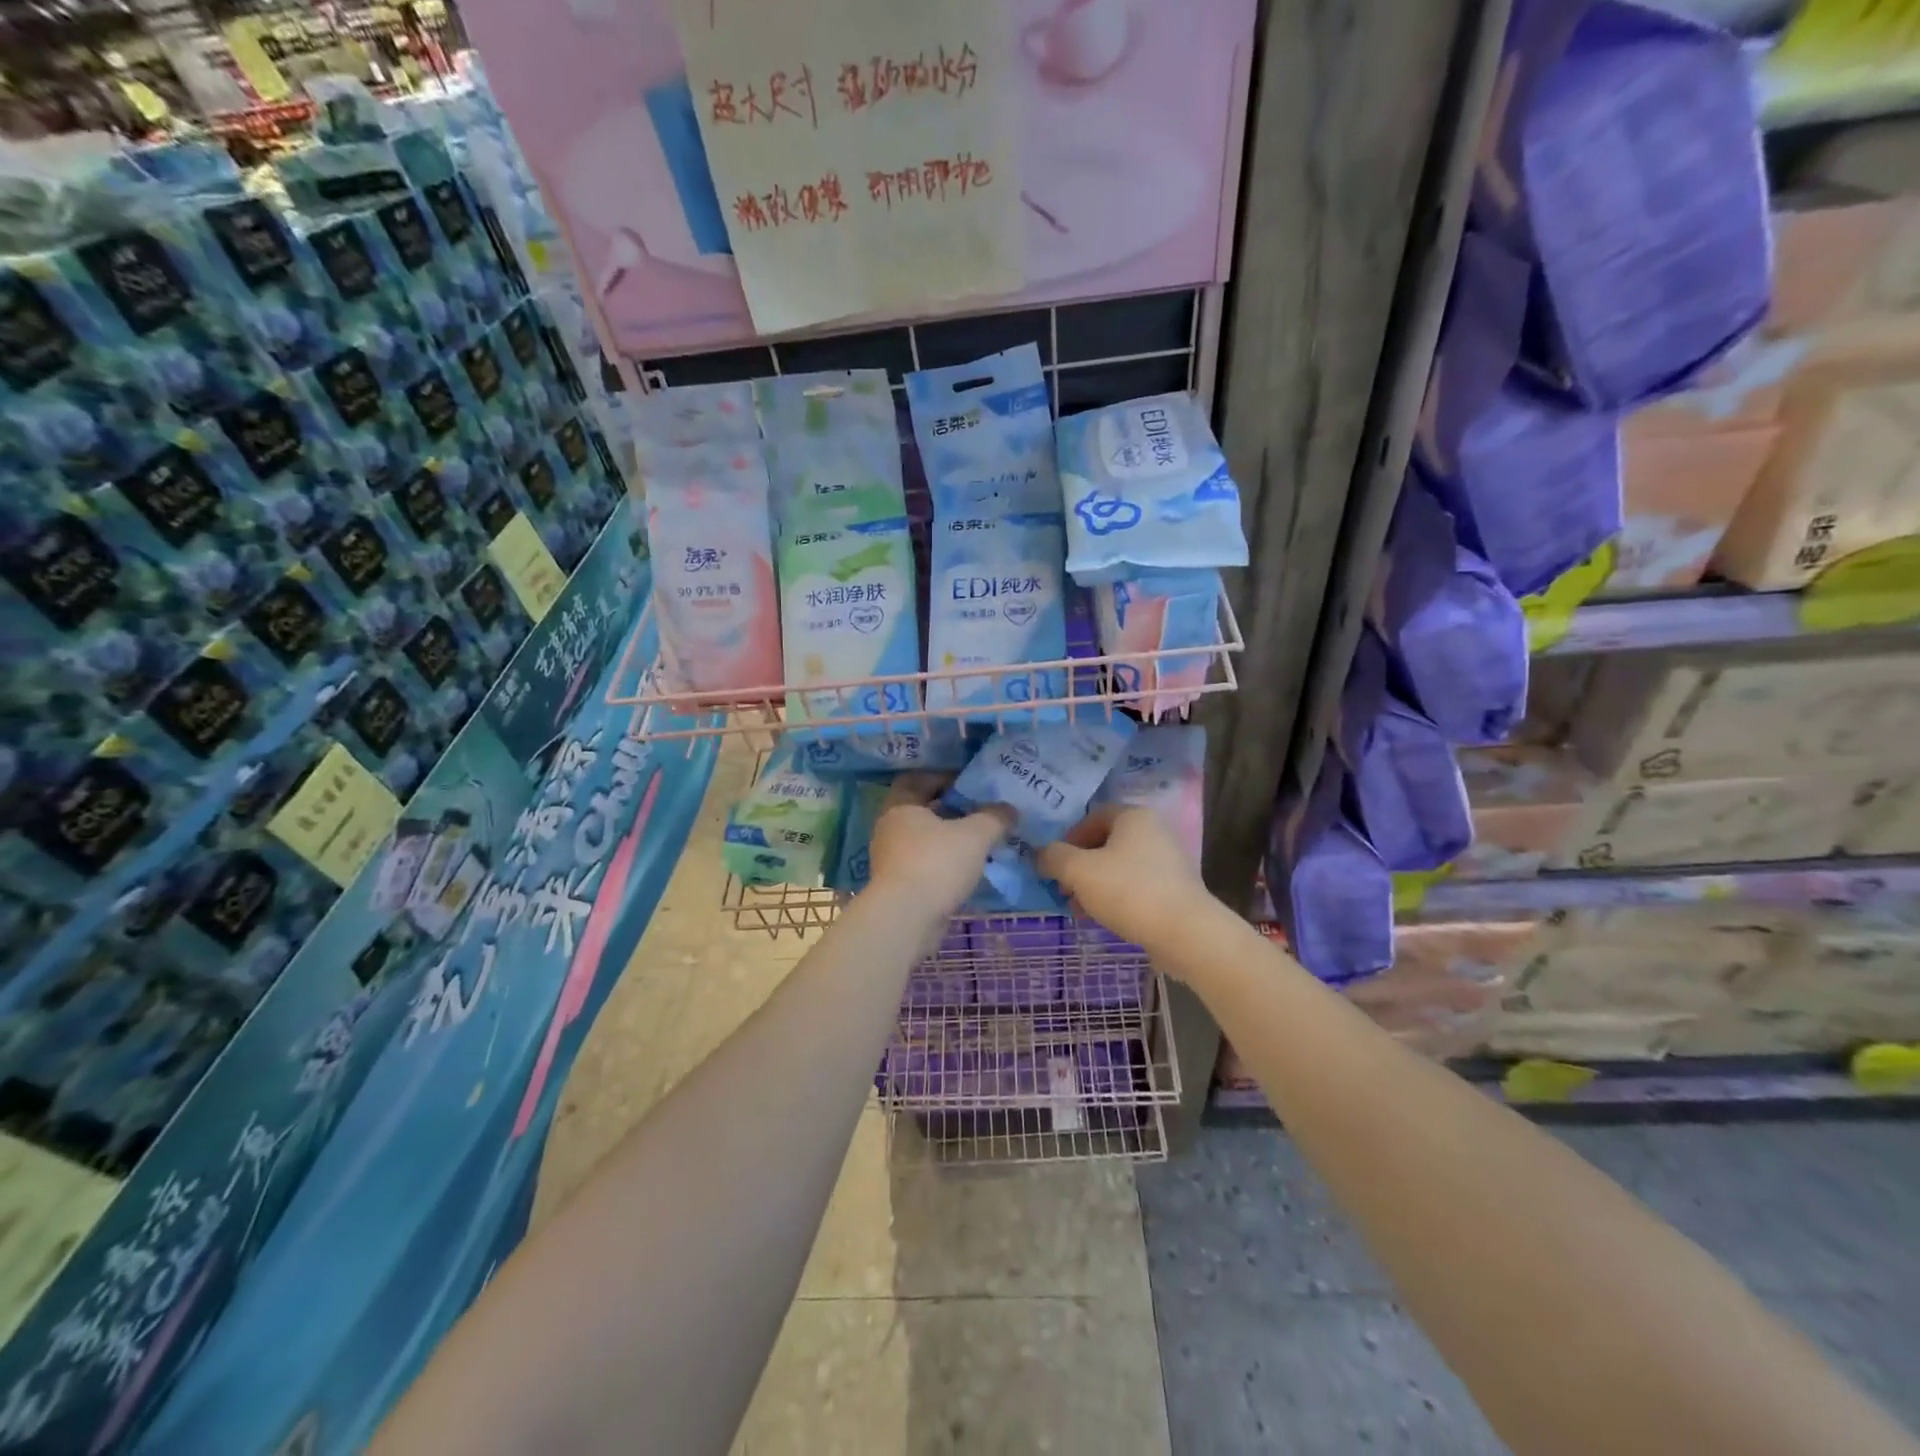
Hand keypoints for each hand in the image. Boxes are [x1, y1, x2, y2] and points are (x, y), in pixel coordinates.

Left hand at [865, 774, 1012, 916]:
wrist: (906, 919)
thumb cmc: (936, 864)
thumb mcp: (975, 835)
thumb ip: (994, 818)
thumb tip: (1010, 809)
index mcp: (901, 807)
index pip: (916, 780)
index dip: (941, 778)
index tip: (967, 784)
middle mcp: (890, 829)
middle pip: (920, 811)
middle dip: (949, 810)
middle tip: (978, 812)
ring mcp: (890, 860)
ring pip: (923, 841)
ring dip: (947, 840)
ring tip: (978, 843)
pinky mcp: (897, 887)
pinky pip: (923, 865)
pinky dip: (943, 864)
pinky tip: (966, 871)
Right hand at [1038, 805, 1212, 955]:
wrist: (1185, 933)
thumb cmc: (1129, 891)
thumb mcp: (1079, 871)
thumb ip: (1054, 857)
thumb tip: (1041, 854)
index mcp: (1134, 816)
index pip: (1092, 816)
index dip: (1068, 838)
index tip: (1056, 864)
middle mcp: (1154, 831)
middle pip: (1105, 842)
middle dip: (1079, 866)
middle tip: (1064, 889)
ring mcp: (1168, 860)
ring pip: (1119, 866)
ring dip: (1094, 884)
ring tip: (1079, 909)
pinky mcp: (1175, 888)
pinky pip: (1136, 885)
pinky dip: (1116, 896)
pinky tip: (1104, 918)